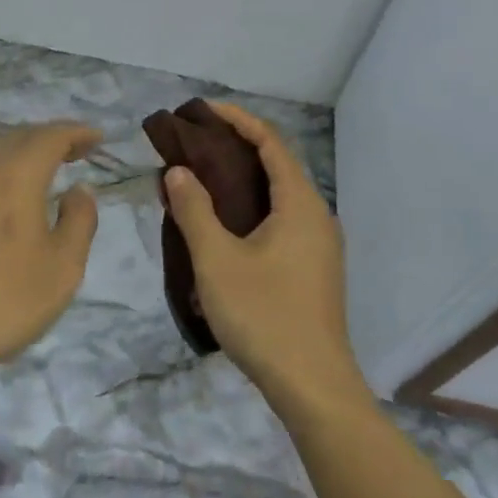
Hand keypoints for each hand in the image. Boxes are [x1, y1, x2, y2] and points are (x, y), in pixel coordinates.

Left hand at [0, 122, 101, 388]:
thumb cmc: (4, 301)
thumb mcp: (63, 268)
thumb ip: (79, 221)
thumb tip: (78, 189)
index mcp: (16, 177)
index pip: (50, 137)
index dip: (77, 132)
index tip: (98, 138)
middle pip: (20, 137)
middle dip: (51, 137)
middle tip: (77, 150)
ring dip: (24, 152)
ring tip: (45, 169)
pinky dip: (1, 170)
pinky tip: (6, 195)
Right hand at [163, 103, 366, 415]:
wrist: (314, 388)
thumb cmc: (265, 316)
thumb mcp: (217, 260)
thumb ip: (194, 210)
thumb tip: (178, 170)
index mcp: (300, 204)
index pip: (270, 142)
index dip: (237, 119)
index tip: (202, 110)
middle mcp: (317, 215)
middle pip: (277, 164)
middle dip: (237, 145)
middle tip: (195, 141)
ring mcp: (319, 244)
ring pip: (279, 194)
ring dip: (244, 178)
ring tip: (203, 176)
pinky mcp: (314, 268)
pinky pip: (282, 217)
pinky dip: (253, 204)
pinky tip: (225, 222)